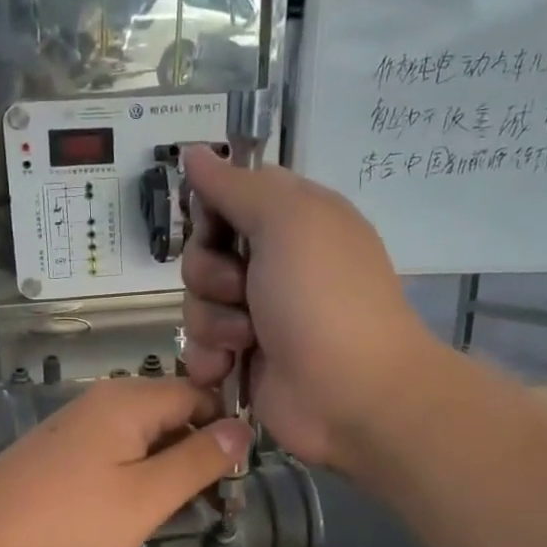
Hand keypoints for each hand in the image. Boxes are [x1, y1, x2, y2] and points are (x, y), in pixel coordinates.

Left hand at [0, 378, 253, 546]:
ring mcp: (73, 425)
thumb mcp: (147, 496)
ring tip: (175, 513)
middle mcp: (100, 401)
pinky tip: (129, 511)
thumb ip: (198, 460)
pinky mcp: (55, 452)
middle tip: (215, 504)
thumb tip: (243, 428)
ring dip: (165, 469)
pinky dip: (132, 475)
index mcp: (128, 400)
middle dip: (196, 452)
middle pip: (168, 412)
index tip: (239, 475)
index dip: (224, 428)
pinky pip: (110, 452)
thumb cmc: (71, 522)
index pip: (198, 394)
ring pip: (139, 436)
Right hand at [179, 147, 438, 476]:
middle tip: (242, 290)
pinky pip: (198, 346)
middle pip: (202, 252)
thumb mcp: (287, 221)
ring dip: (213, 321)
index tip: (218, 229)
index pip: (228, 198)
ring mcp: (257, 315)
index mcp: (293, 220)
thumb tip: (195, 152)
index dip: (212, 214)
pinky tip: (229, 367)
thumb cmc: (323, 298)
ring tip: (247, 339)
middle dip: (210, 274)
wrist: (351, 394)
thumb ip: (236, 186)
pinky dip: (209, 357)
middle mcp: (273, 263)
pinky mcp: (243, 358)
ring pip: (195, 302)